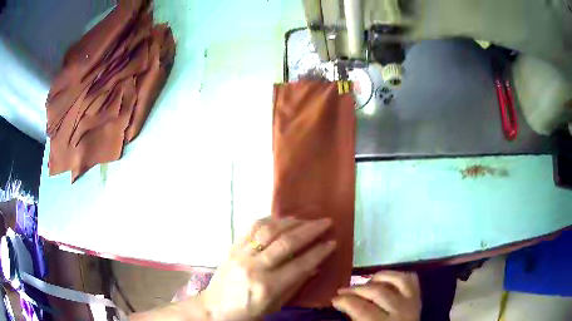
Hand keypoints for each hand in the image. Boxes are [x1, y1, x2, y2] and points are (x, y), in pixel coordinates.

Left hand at [199, 216, 336, 320]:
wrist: (214, 307)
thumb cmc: (248, 312)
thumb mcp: (275, 305)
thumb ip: (295, 285)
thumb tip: (314, 266)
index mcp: (268, 287)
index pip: (300, 265)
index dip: (319, 252)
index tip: (332, 242)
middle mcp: (255, 268)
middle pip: (286, 243)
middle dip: (310, 230)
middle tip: (326, 222)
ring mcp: (241, 255)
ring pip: (269, 231)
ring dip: (292, 222)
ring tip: (307, 219)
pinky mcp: (232, 247)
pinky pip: (252, 227)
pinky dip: (270, 220)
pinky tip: (282, 219)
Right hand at [332, 271, 420, 320]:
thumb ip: (355, 320)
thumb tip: (341, 305)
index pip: (362, 309)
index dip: (345, 301)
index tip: (334, 300)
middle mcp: (400, 312)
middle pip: (377, 292)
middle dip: (356, 289)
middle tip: (342, 291)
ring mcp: (411, 303)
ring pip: (397, 280)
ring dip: (379, 277)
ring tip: (365, 282)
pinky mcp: (418, 298)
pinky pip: (411, 279)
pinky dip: (397, 275)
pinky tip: (385, 279)